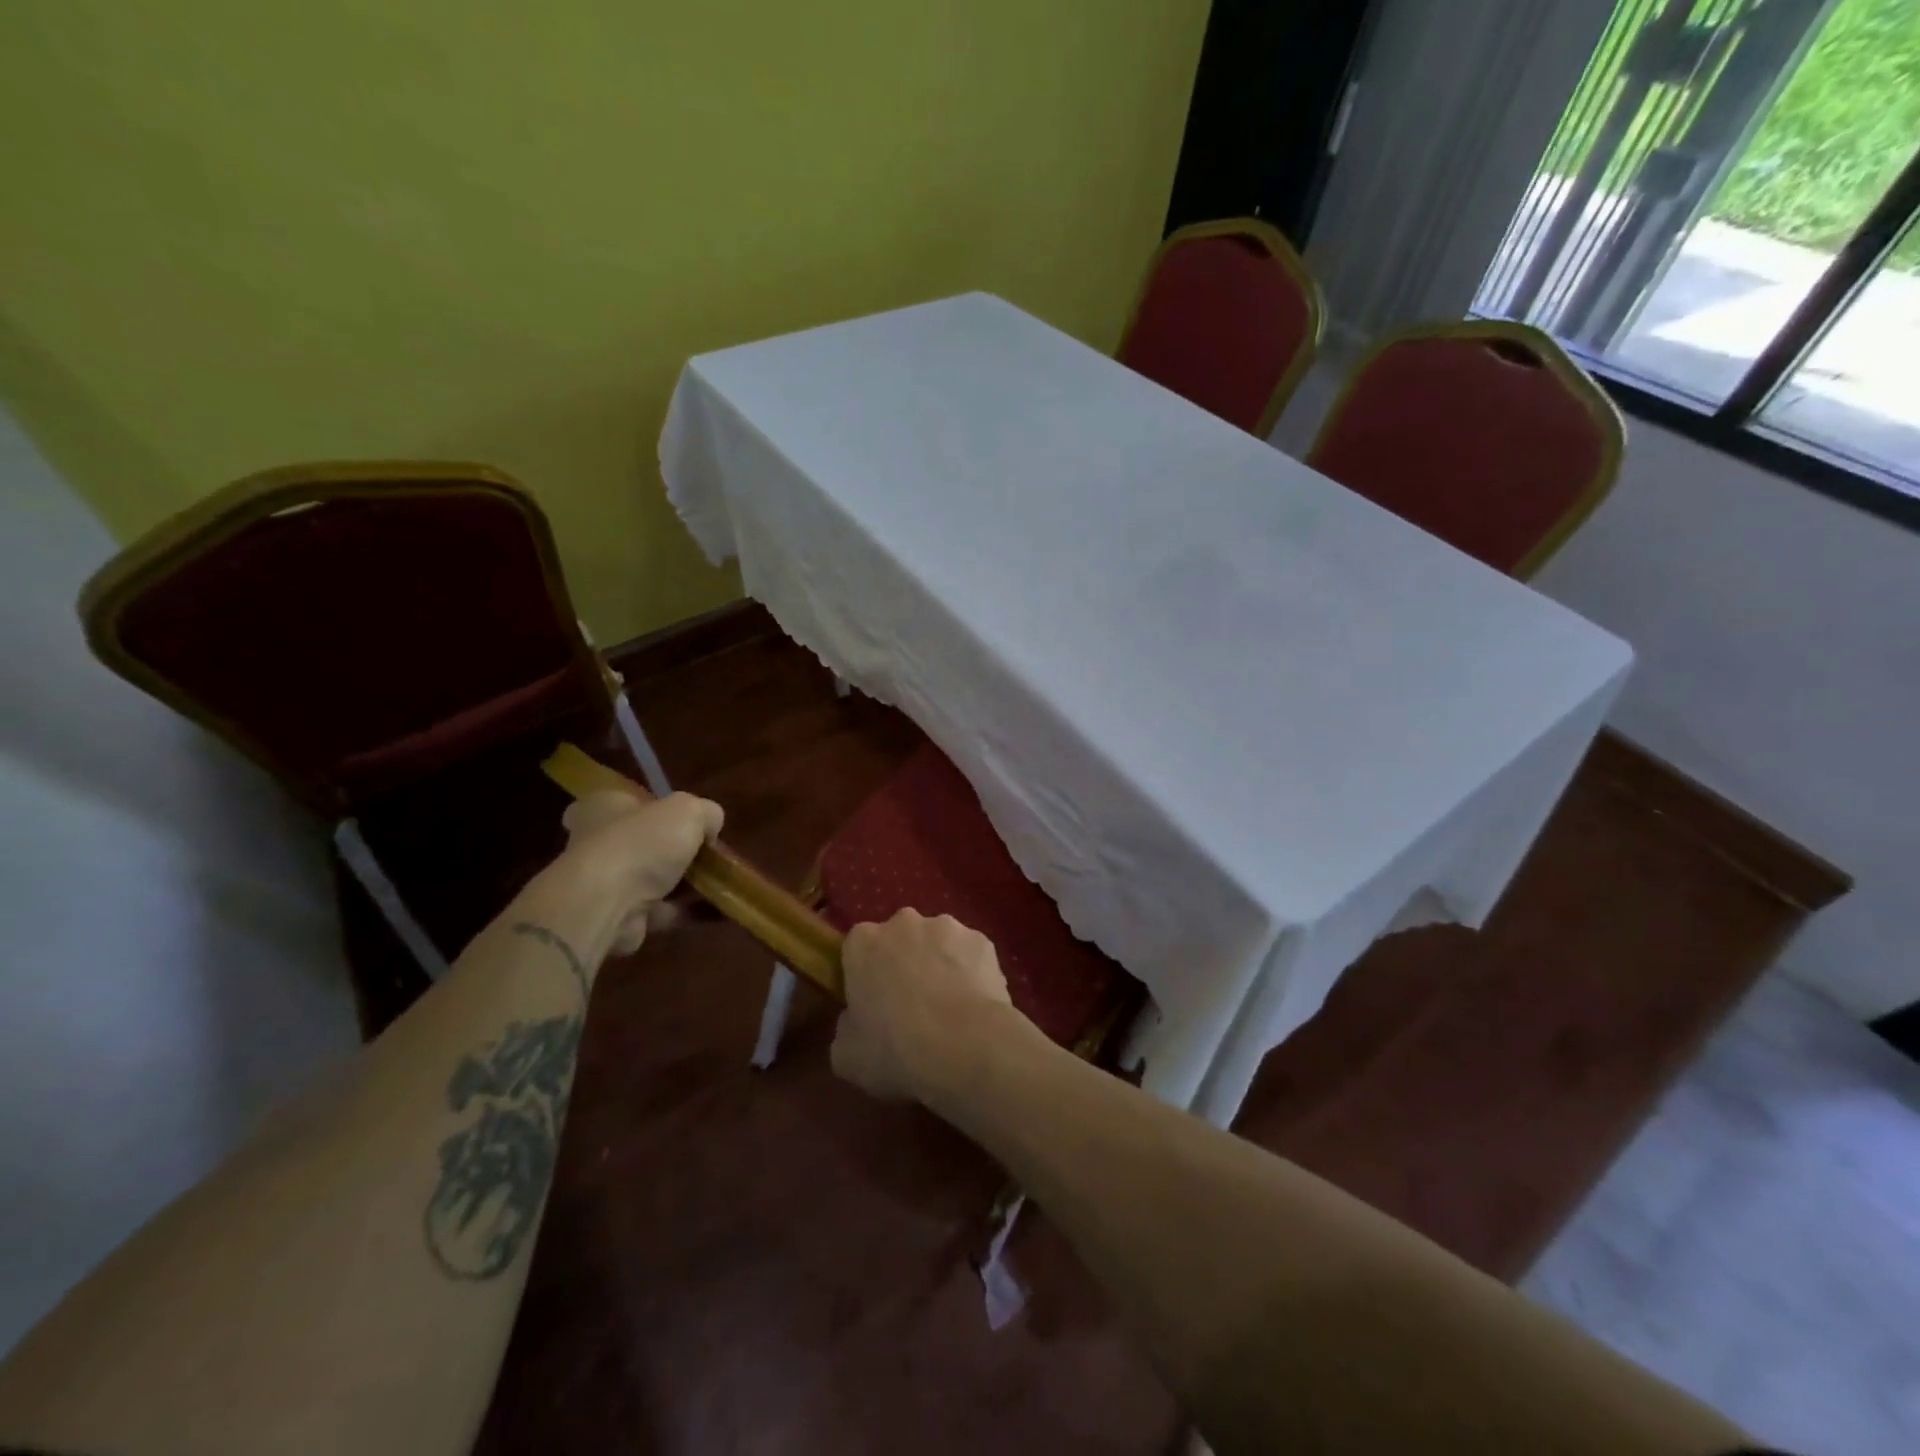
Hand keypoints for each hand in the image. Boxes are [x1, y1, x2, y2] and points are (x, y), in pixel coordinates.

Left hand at [560, 790, 722, 953]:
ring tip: (721, 885)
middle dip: (675, 851)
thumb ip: (706, 813)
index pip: (622, 801)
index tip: (678, 820)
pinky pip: (659, 911)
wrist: (608, 904)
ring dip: (684, 884)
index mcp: (602, 807)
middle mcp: (594, 842)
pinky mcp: (616, 916)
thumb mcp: (689, 810)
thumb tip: (710, 826)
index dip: (651, 808)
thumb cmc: (642, 842)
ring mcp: (603, 883)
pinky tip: (715, 910)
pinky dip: (685, 911)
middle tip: (708, 854)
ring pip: (652, 879)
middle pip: (642, 842)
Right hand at [831, 910, 1022, 1102]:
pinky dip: (971, 973)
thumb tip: (856, 1021)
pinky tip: (975, 1007)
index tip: (872, 1004)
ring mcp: (947, 927)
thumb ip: (846, 1028)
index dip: (864, 976)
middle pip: (899, 939)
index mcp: (863, 942)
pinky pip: (970, 955)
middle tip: (911, 1006)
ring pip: (937, 944)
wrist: (966, 1046)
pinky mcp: (982, 940)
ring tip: (948, 1009)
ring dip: (938, 965)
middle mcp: (903, 922)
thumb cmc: (896, 1049)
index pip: (857, 950)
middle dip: (903, 963)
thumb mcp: (847, 1055)